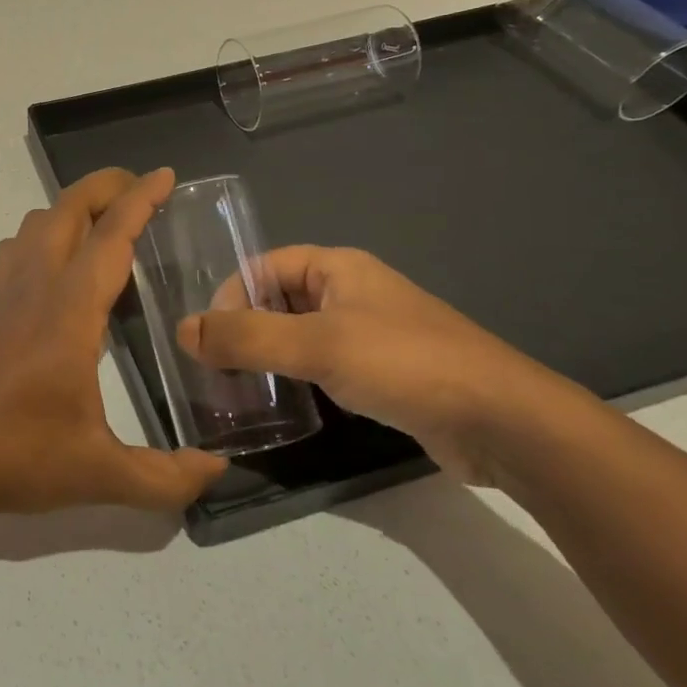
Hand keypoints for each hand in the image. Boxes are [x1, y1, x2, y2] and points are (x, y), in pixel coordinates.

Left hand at [0, 167, 226, 516]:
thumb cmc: (18, 454)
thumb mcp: (100, 473)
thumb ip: (165, 478)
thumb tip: (217, 470)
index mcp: (69, 310)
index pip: (110, 237)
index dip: (140, 200)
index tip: (164, 176)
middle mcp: (35, 286)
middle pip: (67, 209)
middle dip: (105, 186)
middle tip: (141, 190)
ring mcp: (4, 292)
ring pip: (36, 222)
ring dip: (72, 207)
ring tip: (105, 224)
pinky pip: (15, 248)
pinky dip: (41, 234)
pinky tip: (56, 264)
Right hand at [177, 246, 579, 483]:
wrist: (502, 421)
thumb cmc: (405, 363)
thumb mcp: (317, 345)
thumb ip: (247, 337)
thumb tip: (183, 331)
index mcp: (337, 267)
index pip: (262, 266)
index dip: (230, 295)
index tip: (208, 338)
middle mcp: (351, 291)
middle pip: (278, 298)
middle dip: (244, 327)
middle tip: (216, 366)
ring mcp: (370, 333)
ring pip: (299, 333)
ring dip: (268, 354)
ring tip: (240, 387)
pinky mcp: (383, 372)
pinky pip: (324, 363)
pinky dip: (297, 376)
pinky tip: (286, 402)